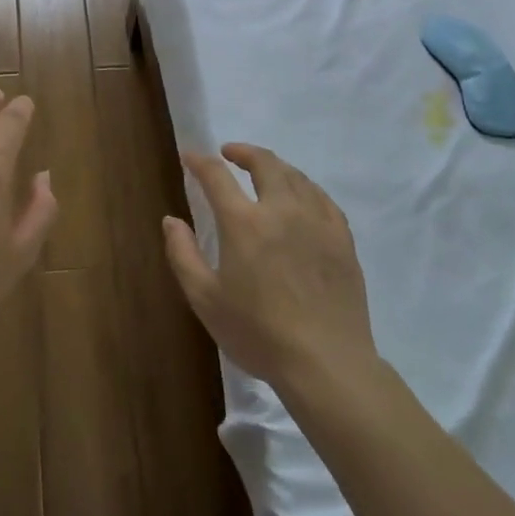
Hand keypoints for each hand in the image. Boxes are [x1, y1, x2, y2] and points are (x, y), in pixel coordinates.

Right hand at [163, 144, 375, 388]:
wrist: (326, 363)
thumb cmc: (258, 333)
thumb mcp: (205, 299)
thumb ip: (183, 254)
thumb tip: (171, 220)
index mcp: (244, 223)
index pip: (217, 176)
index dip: (200, 161)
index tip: (190, 156)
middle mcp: (282, 210)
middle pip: (265, 164)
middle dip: (244, 152)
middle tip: (230, 153)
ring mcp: (317, 222)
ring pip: (296, 177)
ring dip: (275, 166)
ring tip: (264, 171)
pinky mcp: (342, 239)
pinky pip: (323, 199)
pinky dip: (305, 188)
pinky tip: (301, 197)